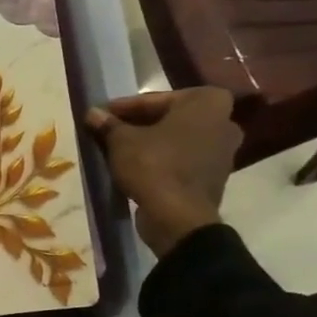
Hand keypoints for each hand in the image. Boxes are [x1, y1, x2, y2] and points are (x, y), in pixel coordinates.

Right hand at [83, 88, 240, 257]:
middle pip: (169, 118)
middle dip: (138, 124)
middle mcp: (223, 121)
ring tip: (119, 149)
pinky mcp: (214, 176)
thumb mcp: (122, 141)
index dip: (123, 108)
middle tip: (109, 130)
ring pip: (176, 139)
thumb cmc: (153, 165)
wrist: (177, 217)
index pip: (154, 100)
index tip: (101, 114)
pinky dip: (162, 159)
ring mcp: (223, 151)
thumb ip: (108, 124)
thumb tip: (92, 113)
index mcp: (207, 102)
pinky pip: (182, 159)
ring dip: (150, 142)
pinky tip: (136, 166)